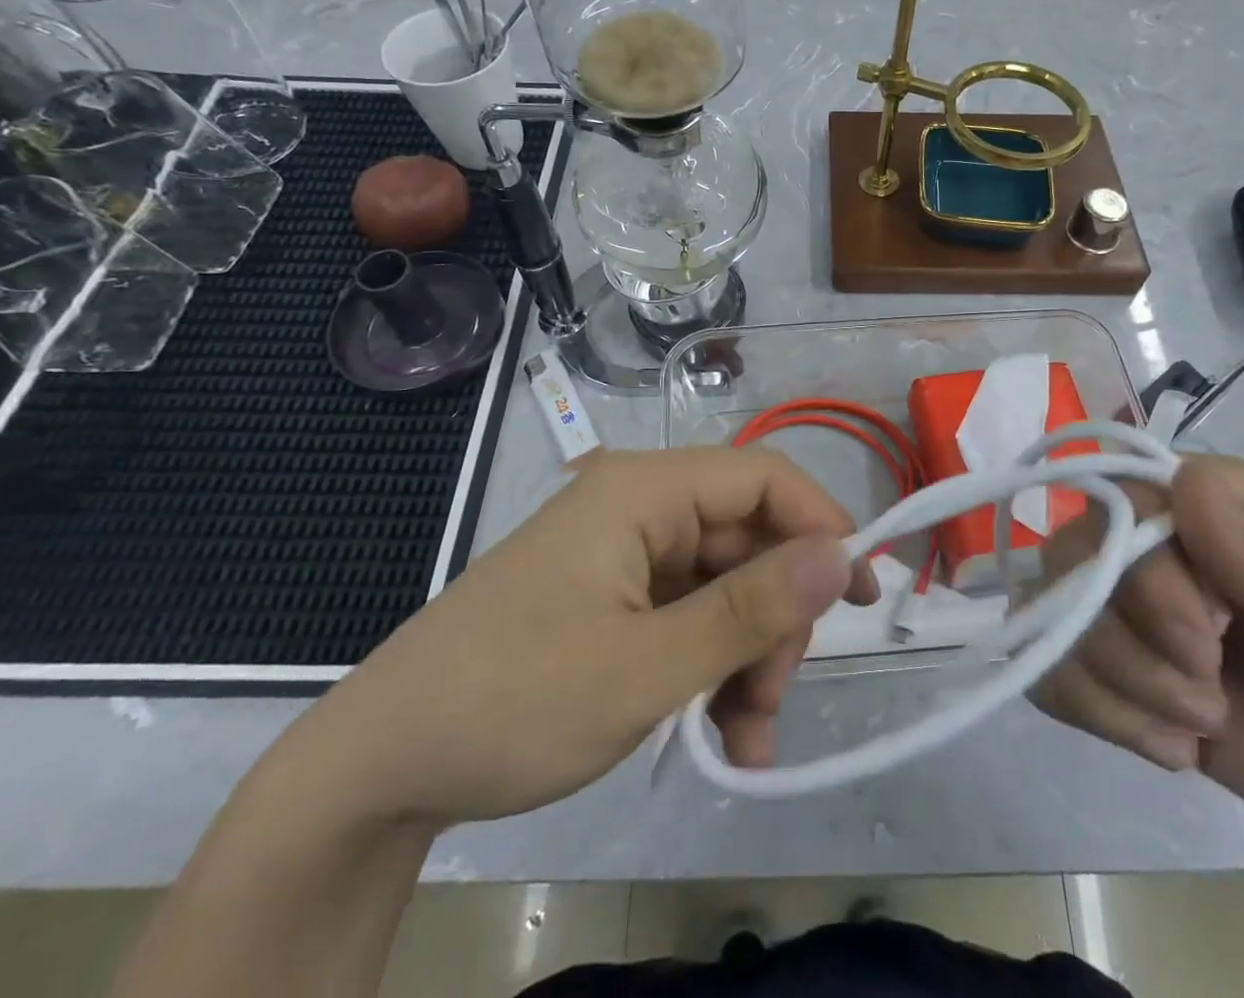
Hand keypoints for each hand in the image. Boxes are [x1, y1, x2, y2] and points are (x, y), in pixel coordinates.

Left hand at [288, 448, 877, 827]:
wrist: (379, 767)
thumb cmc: (511, 702)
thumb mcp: (643, 668)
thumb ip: (748, 610)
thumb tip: (841, 555)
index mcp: (643, 491)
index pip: (763, 477)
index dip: (822, 525)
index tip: (864, 595)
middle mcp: (639, 507)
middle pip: (747, 538)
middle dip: (776, 619)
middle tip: (774, 701)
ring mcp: (624, 554)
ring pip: (724, 586)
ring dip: (749, 657)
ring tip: (746, 739)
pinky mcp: (613, 597)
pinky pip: (689, 616)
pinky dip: (713, 668)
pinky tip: (721, 734)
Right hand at [1031, 455, 1243, 845]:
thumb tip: (1189, 482)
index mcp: (1214, 500)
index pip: (1127, 497)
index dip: (1146, 573)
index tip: (1208, 642)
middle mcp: (1151, 531)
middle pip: (1078, 557)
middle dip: (1137, 647)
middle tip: (1211, 701)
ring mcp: (1117, 592)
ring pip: (1055, 614)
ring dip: (1126, 689)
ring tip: (1203, 724)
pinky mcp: (1098, 652)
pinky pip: (1048, 665)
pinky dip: (1102, 716)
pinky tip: (1168, 744)